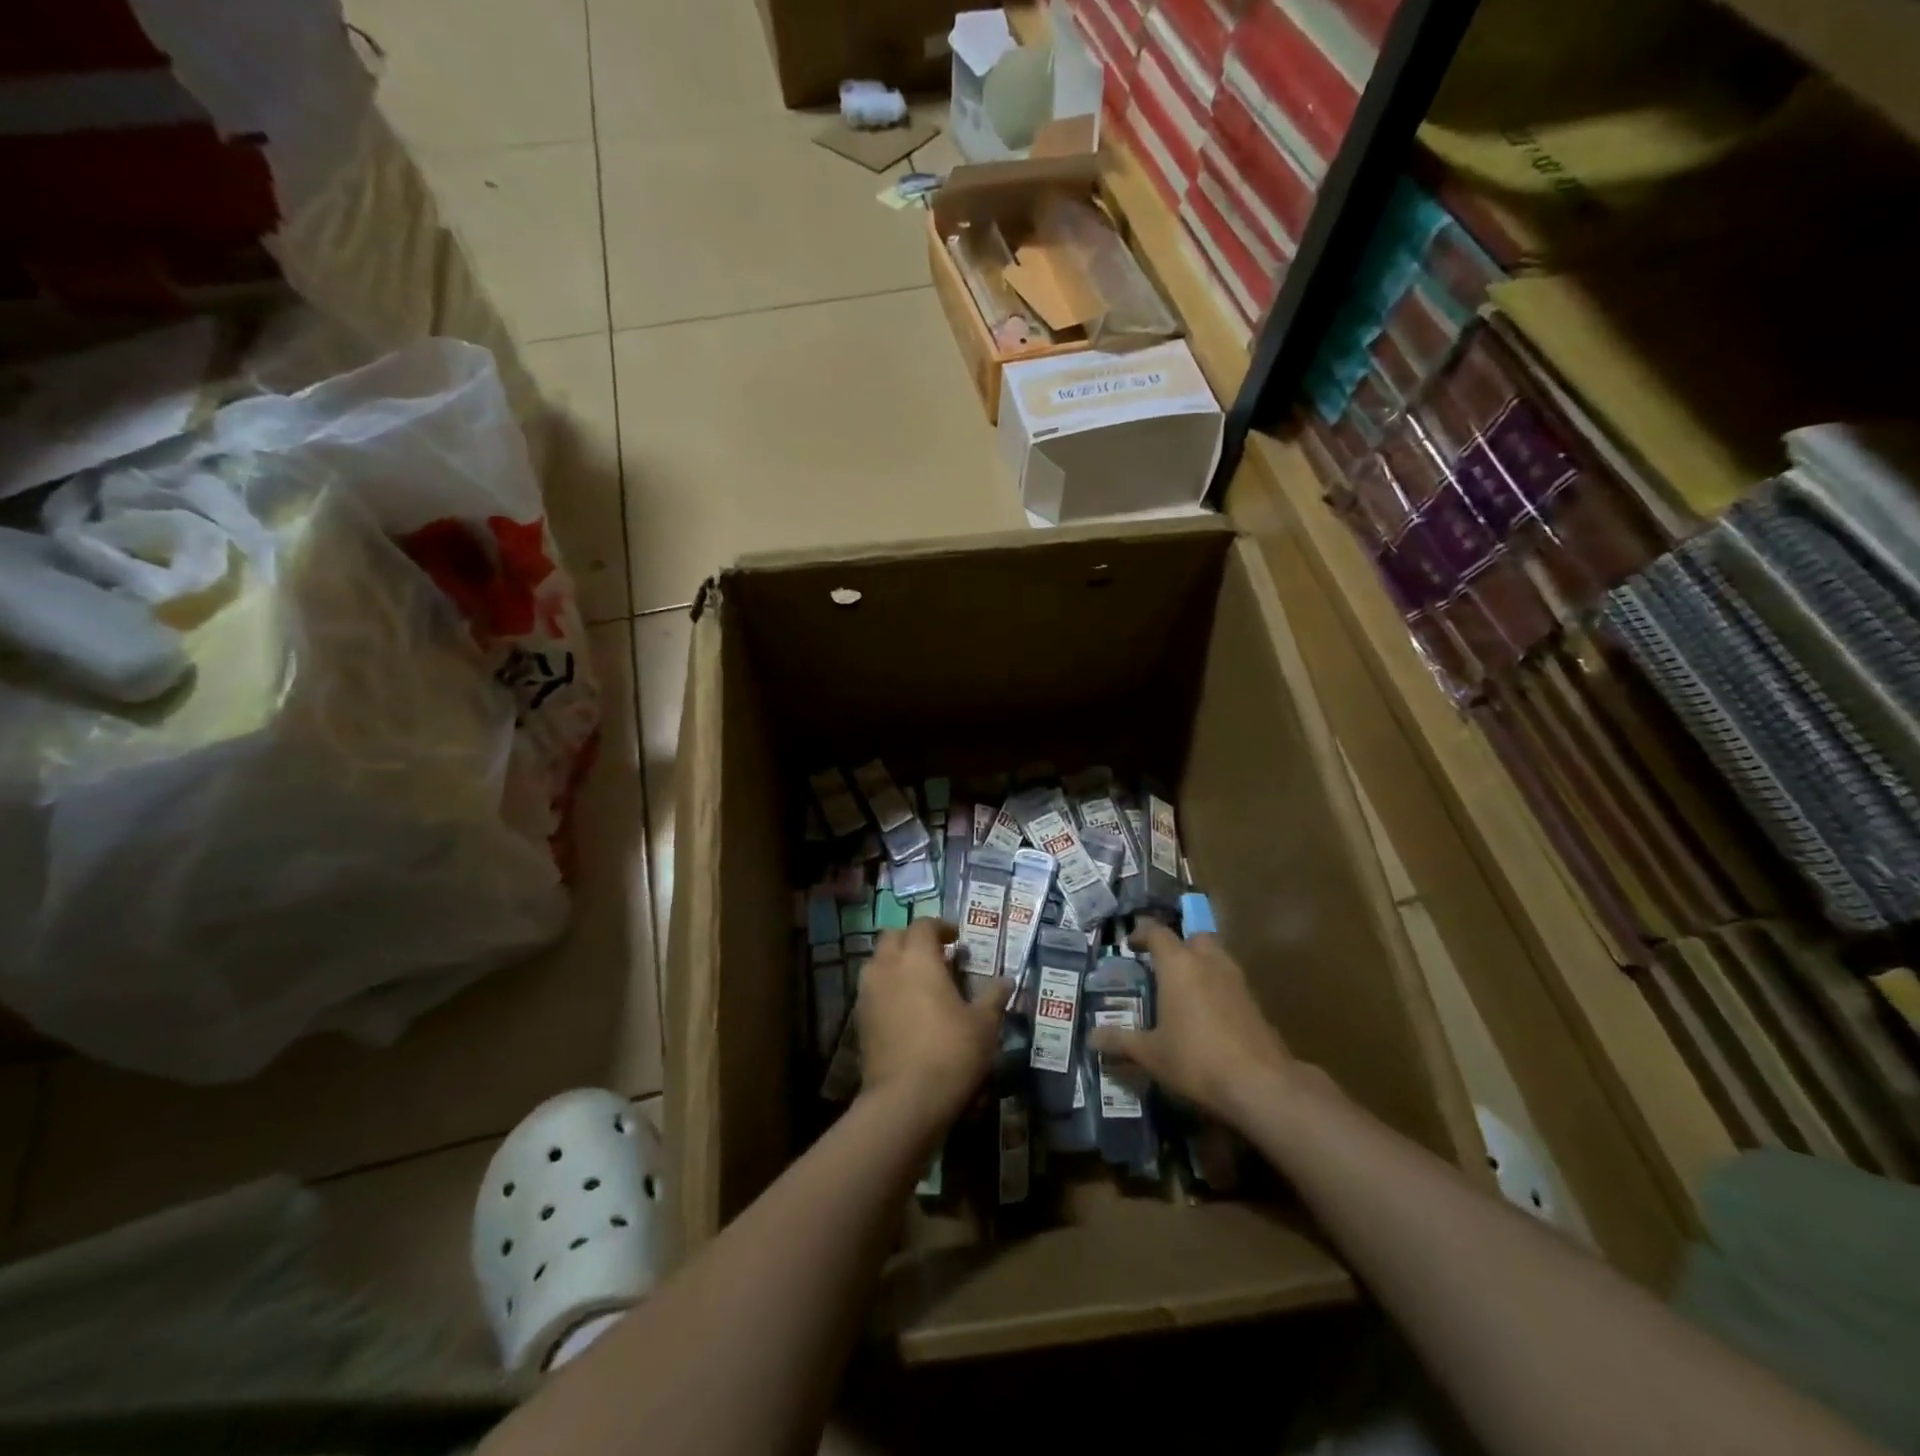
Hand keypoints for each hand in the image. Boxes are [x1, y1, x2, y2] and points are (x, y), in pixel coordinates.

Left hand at [857, 919, 1007, 1126]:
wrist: (904, 1101)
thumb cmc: (950, 1052)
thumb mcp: (984, 1025)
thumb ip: (994, 997)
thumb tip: (1006, 981)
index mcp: (917, 958)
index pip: (923, 925)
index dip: (941, 927)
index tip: (957, 940)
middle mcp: (887, 967)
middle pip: (893, 937)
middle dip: (913, 940)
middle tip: (937, 956)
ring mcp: (868, 993)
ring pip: (878, 963)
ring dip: (896, 963)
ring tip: (921, 983)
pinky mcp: (859, 1020)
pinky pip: (873, 990)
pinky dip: (888, 989)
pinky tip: (907, 1010)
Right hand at [1088, 920, 1293, 1123]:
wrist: (1260, 1083)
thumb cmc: (1195, 1059)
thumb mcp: (1150, 1053)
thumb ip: (1120, 1041)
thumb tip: (1091, 1037)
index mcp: (1179, 965)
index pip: (1158, 932)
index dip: (1142, 934)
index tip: (1131, 944)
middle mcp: (1208, 963)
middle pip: (1193, 937)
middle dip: (1178, 945)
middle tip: (1162, 964)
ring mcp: (1236, 981)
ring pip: (1216, 957)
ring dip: (1200, 963)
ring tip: (1183, 988)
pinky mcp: (1254, 1002)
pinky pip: (1229, 981)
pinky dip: (1216, 987)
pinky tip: (1207, 1014)